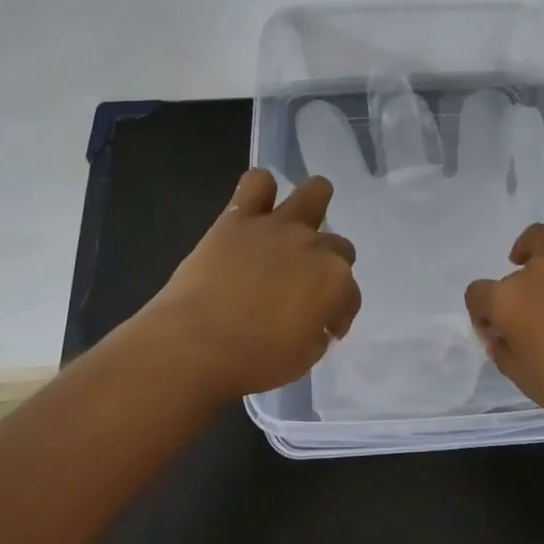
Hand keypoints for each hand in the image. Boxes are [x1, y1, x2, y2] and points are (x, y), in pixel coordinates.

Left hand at [141, 170, 360, 404]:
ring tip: (297, 226)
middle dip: (328, 267)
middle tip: (304, 289)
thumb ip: (317, 332)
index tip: (325, 329)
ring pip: (314, 192)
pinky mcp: (238, 218)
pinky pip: (256, 183)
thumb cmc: (251, 360)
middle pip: (339, 245)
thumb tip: (315, 321)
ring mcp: (276, 226)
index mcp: (334, 281)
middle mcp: (313, 246)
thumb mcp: (302, 359)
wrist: (192, 345)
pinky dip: (260, 191)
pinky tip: (255, 209)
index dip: (340, 313)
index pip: (351, 294)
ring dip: (313, 206)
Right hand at [465, 178, 543, 447]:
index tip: (499, 336)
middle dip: (515, 296)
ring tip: (529, 259)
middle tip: (532, 324)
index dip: (484, 316)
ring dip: (531, 250)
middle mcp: (536, 271)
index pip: (479, 297)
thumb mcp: (528, 383)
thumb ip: (504, 352)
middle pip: (514, 275)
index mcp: (509, 301)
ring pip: (542, 240)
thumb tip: (497, 332)